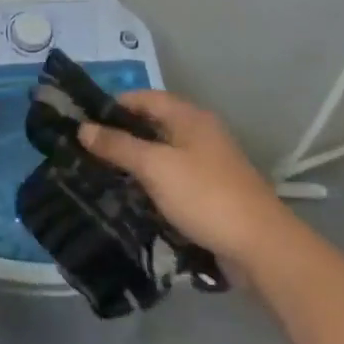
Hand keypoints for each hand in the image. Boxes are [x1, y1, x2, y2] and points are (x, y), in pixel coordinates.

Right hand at [78, 91, 287, 268]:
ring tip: (101, 174)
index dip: (114, 105)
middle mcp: (199, 132)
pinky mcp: (211, 191)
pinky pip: (173, 178)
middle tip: (86, 151)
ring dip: (135, 162)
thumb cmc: (204, 195)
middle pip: (153, 124)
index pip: (144, 98)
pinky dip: (152, 183)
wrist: (260, 245)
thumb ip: (119, 146)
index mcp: (189, 116)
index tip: (83, 121)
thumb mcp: (155, 167)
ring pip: (162, 153)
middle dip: (121, 135)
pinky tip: (132, 198)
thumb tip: (83, 128)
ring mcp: (208, 163)